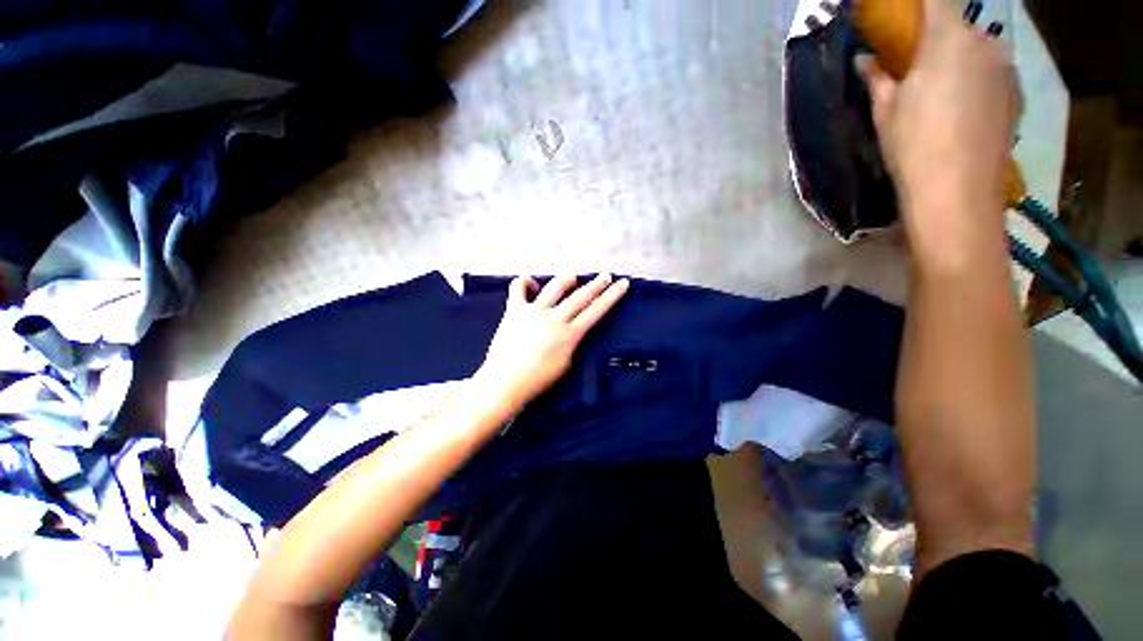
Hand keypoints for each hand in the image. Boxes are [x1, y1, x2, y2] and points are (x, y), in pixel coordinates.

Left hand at [474, 274, 629, 410]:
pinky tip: (532, 284)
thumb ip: (572, 342)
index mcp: (570, 334)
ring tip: (573, 278)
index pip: (596, 310)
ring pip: (555, 285)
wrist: (505, 382)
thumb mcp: (566, 363)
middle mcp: (555, 318)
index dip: (612, 296)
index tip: (622, 284)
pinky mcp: (514, 309)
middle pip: (581, 295)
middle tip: (606, 275)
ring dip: (568, 279)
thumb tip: (573, 328)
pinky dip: (526, 282)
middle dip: (597, 283)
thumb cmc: (538, 380)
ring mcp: (534, 311)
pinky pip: (518, 287)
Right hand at [857, 0, 1018, 269]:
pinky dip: (975, 79)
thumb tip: (866, 60)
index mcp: (948, 38)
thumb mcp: (885, 112)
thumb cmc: (913, 147)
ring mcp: (1006, 69)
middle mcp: (985, 43)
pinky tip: (960, 110)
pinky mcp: (1015, 95)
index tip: (902, 15)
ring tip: (938, 93)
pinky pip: (992, 73)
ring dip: (957, 60)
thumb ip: (878, 78)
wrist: (958, 194)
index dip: (919, 4)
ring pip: (977, 50)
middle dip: (936, 37)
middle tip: (915, 64)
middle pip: (958, 25)